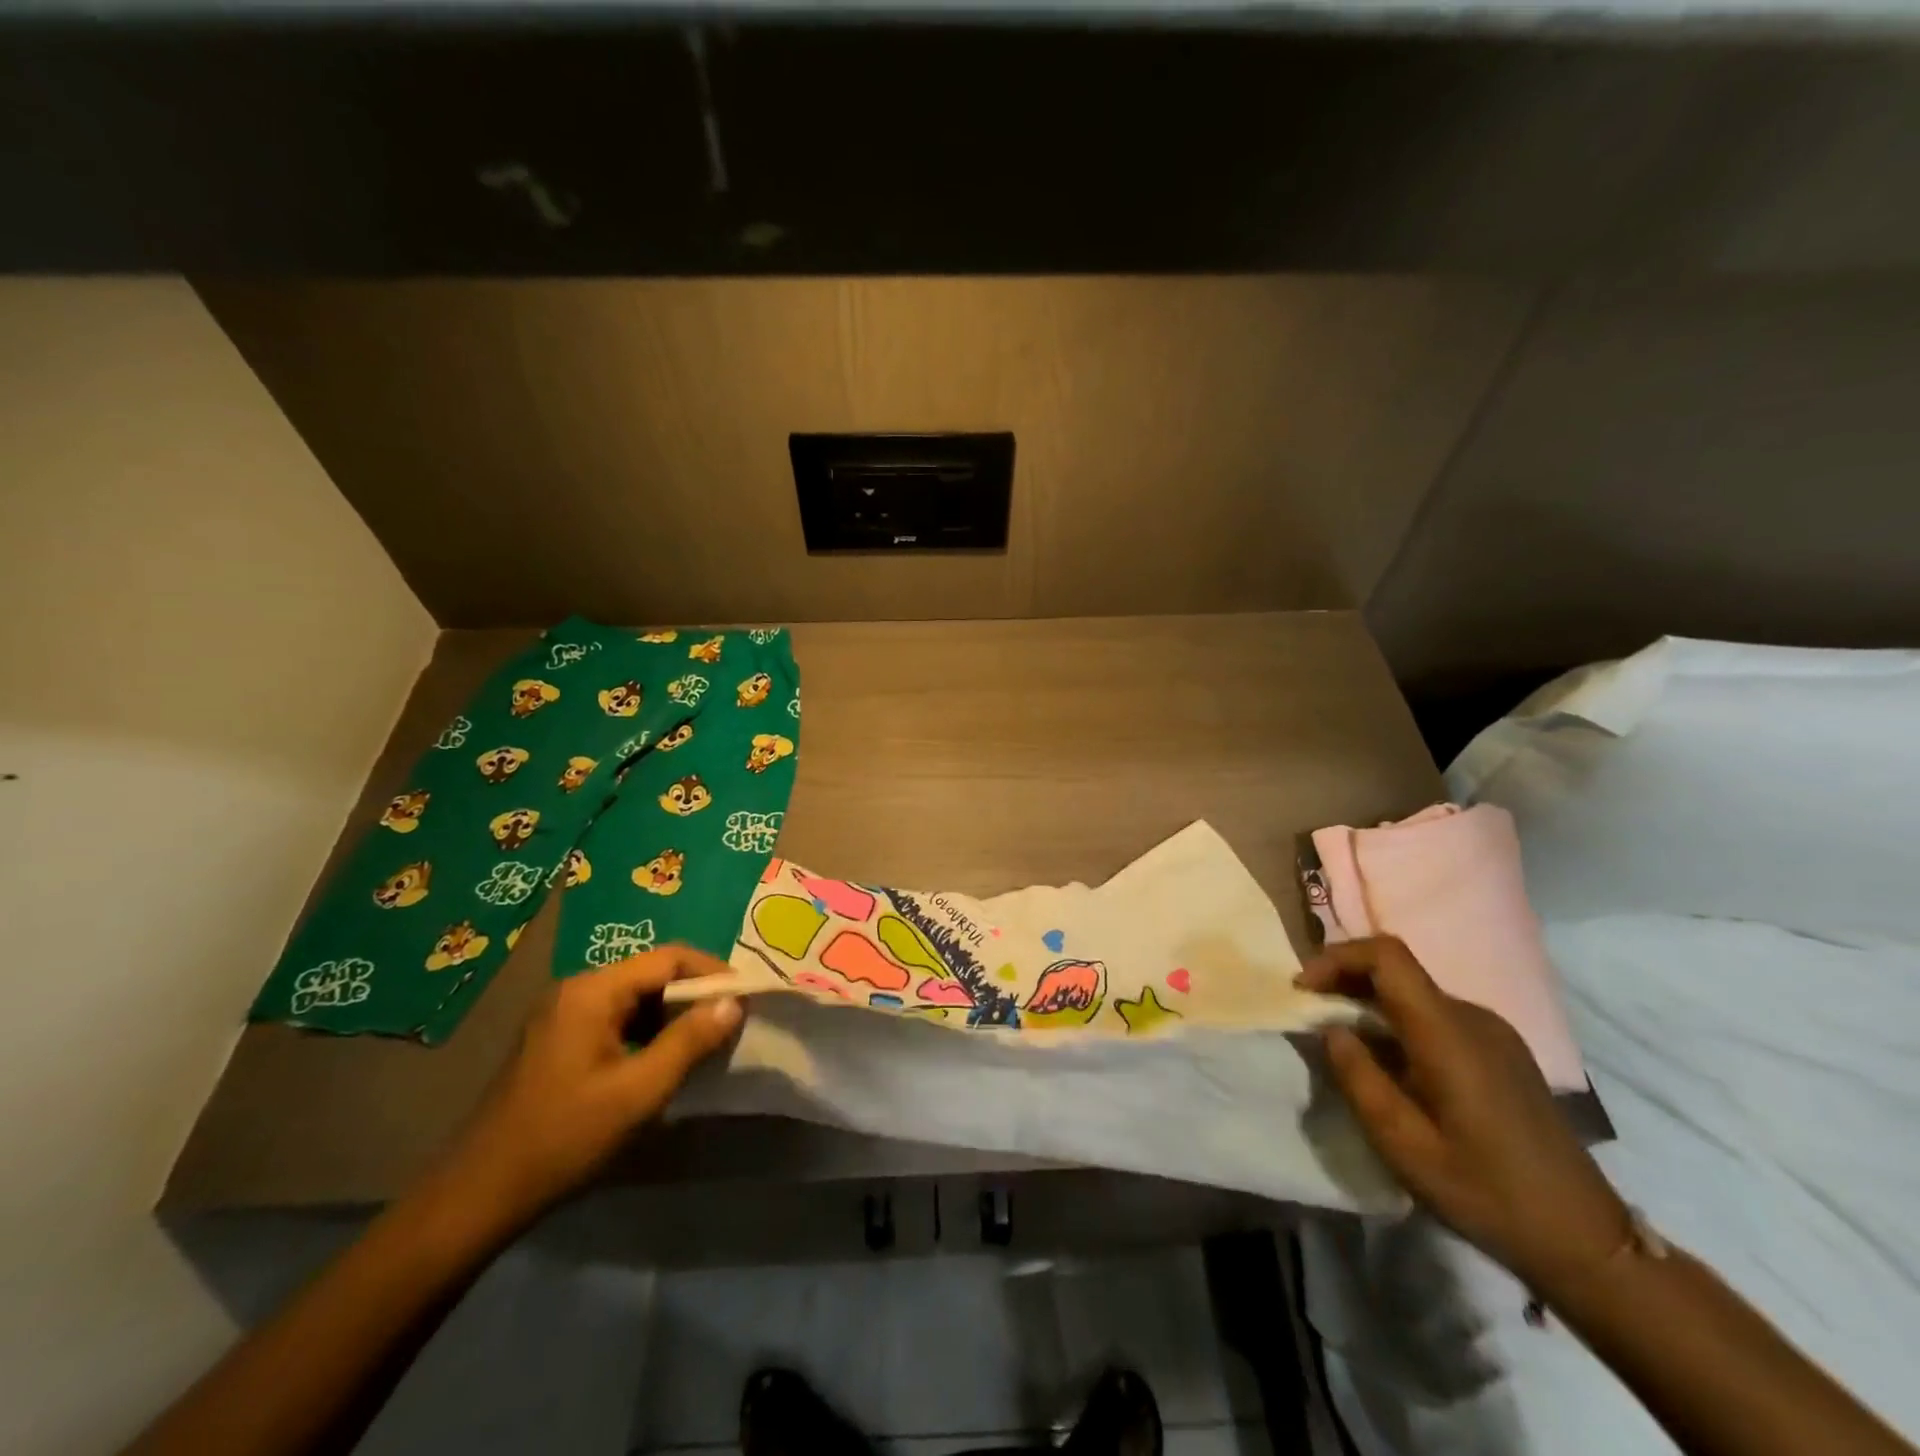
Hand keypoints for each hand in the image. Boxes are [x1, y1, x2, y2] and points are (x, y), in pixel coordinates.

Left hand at [434, 946, 742, 1221]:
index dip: (713, 973)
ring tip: (706, 1042)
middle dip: (695, 995)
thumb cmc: (563, 1138)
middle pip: (651, 974)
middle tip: (731, 1023)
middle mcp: (576, 990)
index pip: (669, 958)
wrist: (477, 1197)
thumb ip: (690, 1042)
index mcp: (592, 991)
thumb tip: (734, 1003)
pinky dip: (648, 1031)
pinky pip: (616, 1019)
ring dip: (673, 1015)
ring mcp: (563, 1015)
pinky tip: (663, 1060)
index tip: (745, 998)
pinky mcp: (558, 1041)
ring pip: (636, 998)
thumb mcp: (638, 1092)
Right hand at [1297, 936, 1631, 1293]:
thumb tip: (1332, 1030)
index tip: (1305, 989)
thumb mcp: (1403, 1145)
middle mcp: (1473, 1017)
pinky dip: (1399, 1022)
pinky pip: (1437, 1016)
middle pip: (1398, 970)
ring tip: (1344, 1043)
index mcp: (1448, 1032)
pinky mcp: (1503, 1051)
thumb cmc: (1487, 1193)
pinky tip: (1390, 1064)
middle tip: (1312, 1015)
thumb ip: (1358, 1078)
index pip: (1387, 955)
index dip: (1337, 957)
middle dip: (1345, 981)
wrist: (1586, 1241)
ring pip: (1415, 993)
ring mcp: (1494, 1032)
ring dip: (1370, 1004)